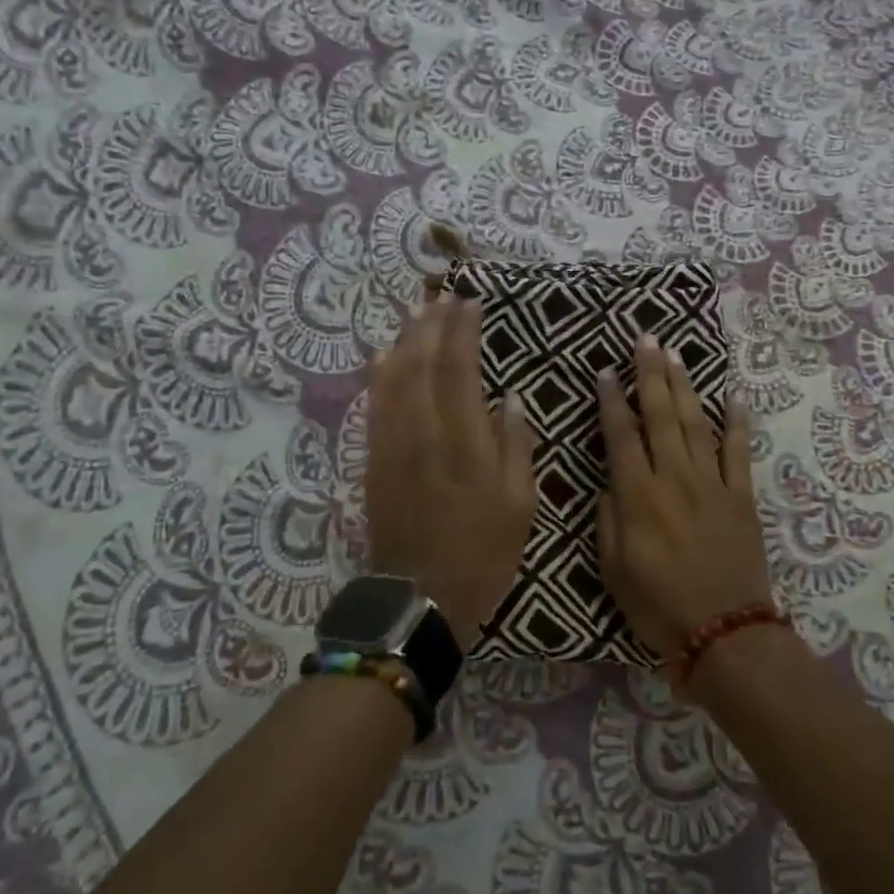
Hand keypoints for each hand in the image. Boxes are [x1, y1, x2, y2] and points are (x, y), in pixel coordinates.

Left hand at [366, 294, 536, 649]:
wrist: (421, 597)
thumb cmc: (482, 553)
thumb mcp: (519, 504)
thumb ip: (515, 445)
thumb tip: (509, 399)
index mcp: (464, 441)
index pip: (460, 369)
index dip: (463, 331)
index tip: (470, 302)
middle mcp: (423, 432)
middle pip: (421, 363)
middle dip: (432, 324)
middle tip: (442, 295)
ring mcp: (392, 444)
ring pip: (392, 378)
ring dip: (404, 340)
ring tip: (415, 311)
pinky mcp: (374, 459)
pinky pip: (373, 405)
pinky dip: (378, 374)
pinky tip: (382, 354)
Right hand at [597, 335, 770, 660]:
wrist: (725, 634)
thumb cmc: (658, 606)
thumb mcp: (613, 568)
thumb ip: (608, 518)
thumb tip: (611, 483)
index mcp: (638, 496)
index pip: (620, 436)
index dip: (611, 401)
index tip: (605, 371)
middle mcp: (674, 478)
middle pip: (660, 416)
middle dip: (650, 374)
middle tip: (645, 339)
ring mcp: (712, 484)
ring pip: (695, 423)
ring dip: (684, 386)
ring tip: (675, 354)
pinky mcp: (741, 496)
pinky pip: (739, 452)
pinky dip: (737, 422)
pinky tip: (732, 396)